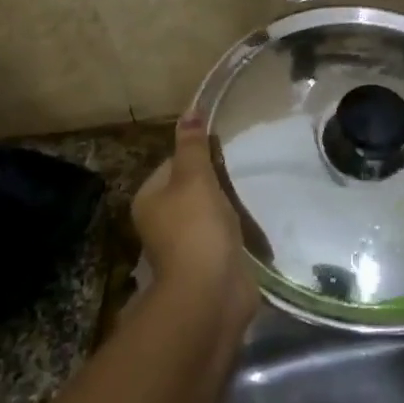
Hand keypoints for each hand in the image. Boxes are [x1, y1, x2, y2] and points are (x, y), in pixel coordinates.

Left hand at [132, 115, 256, 323]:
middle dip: (216, 181)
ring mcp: (185, 245)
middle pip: (190, 188)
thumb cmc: (196, 228)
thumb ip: (193, 145)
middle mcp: (161, 222)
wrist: (211, 292)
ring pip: (208, 213)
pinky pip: (223, 235)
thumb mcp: (194, 178)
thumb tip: (190, 110)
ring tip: (252, 192)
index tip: (225, 151)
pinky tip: (254, 222)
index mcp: (149, 199)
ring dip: (228, 206)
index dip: (198, 154)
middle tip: (242, 170)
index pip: (172, 164)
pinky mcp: (208, 262)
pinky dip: (236, 229)